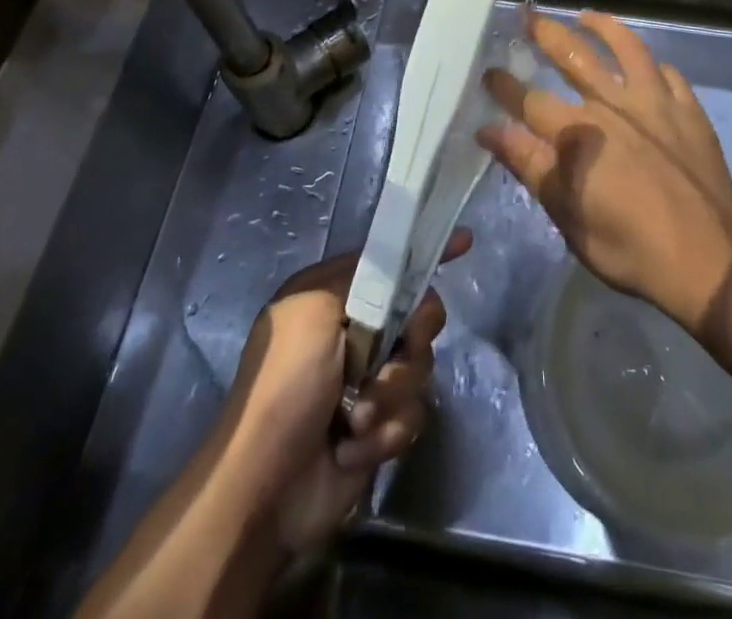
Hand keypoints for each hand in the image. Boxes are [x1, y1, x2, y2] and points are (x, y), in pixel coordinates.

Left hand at [220, 231, 470, 557]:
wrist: (266, 487)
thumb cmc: (285, 385)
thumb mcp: (313, 309)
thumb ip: (363, 279)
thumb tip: (400, 274)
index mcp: (334, 297)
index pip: (389, 262)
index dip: (424, 254)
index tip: (465, 243)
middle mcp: (354, 332)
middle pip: (416, 316)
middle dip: (409, 342)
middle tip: (392, 358)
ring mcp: (368, 381)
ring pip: (418, 367)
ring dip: (389, 396)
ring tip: (356, 418)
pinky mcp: (379, 427)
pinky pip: (412, 415)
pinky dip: (384, 433)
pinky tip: (351, 449)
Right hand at [479, 10, 731, 331]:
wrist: (708, 261)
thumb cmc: (629, 248)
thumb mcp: (567, 215)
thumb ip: (530, 165)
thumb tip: (489, 130)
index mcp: (579, 133)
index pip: (530, 101)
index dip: (505, 86)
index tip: (489, 71)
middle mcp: (613, 105)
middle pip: (574, 56)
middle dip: (546, 34)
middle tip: (529, 16)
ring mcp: (656, 103)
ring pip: (626, 48)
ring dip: (603, 27)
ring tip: (586, 16)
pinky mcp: (688, 111)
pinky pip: (668, 74)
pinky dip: (651, 64)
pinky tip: (645, 63)